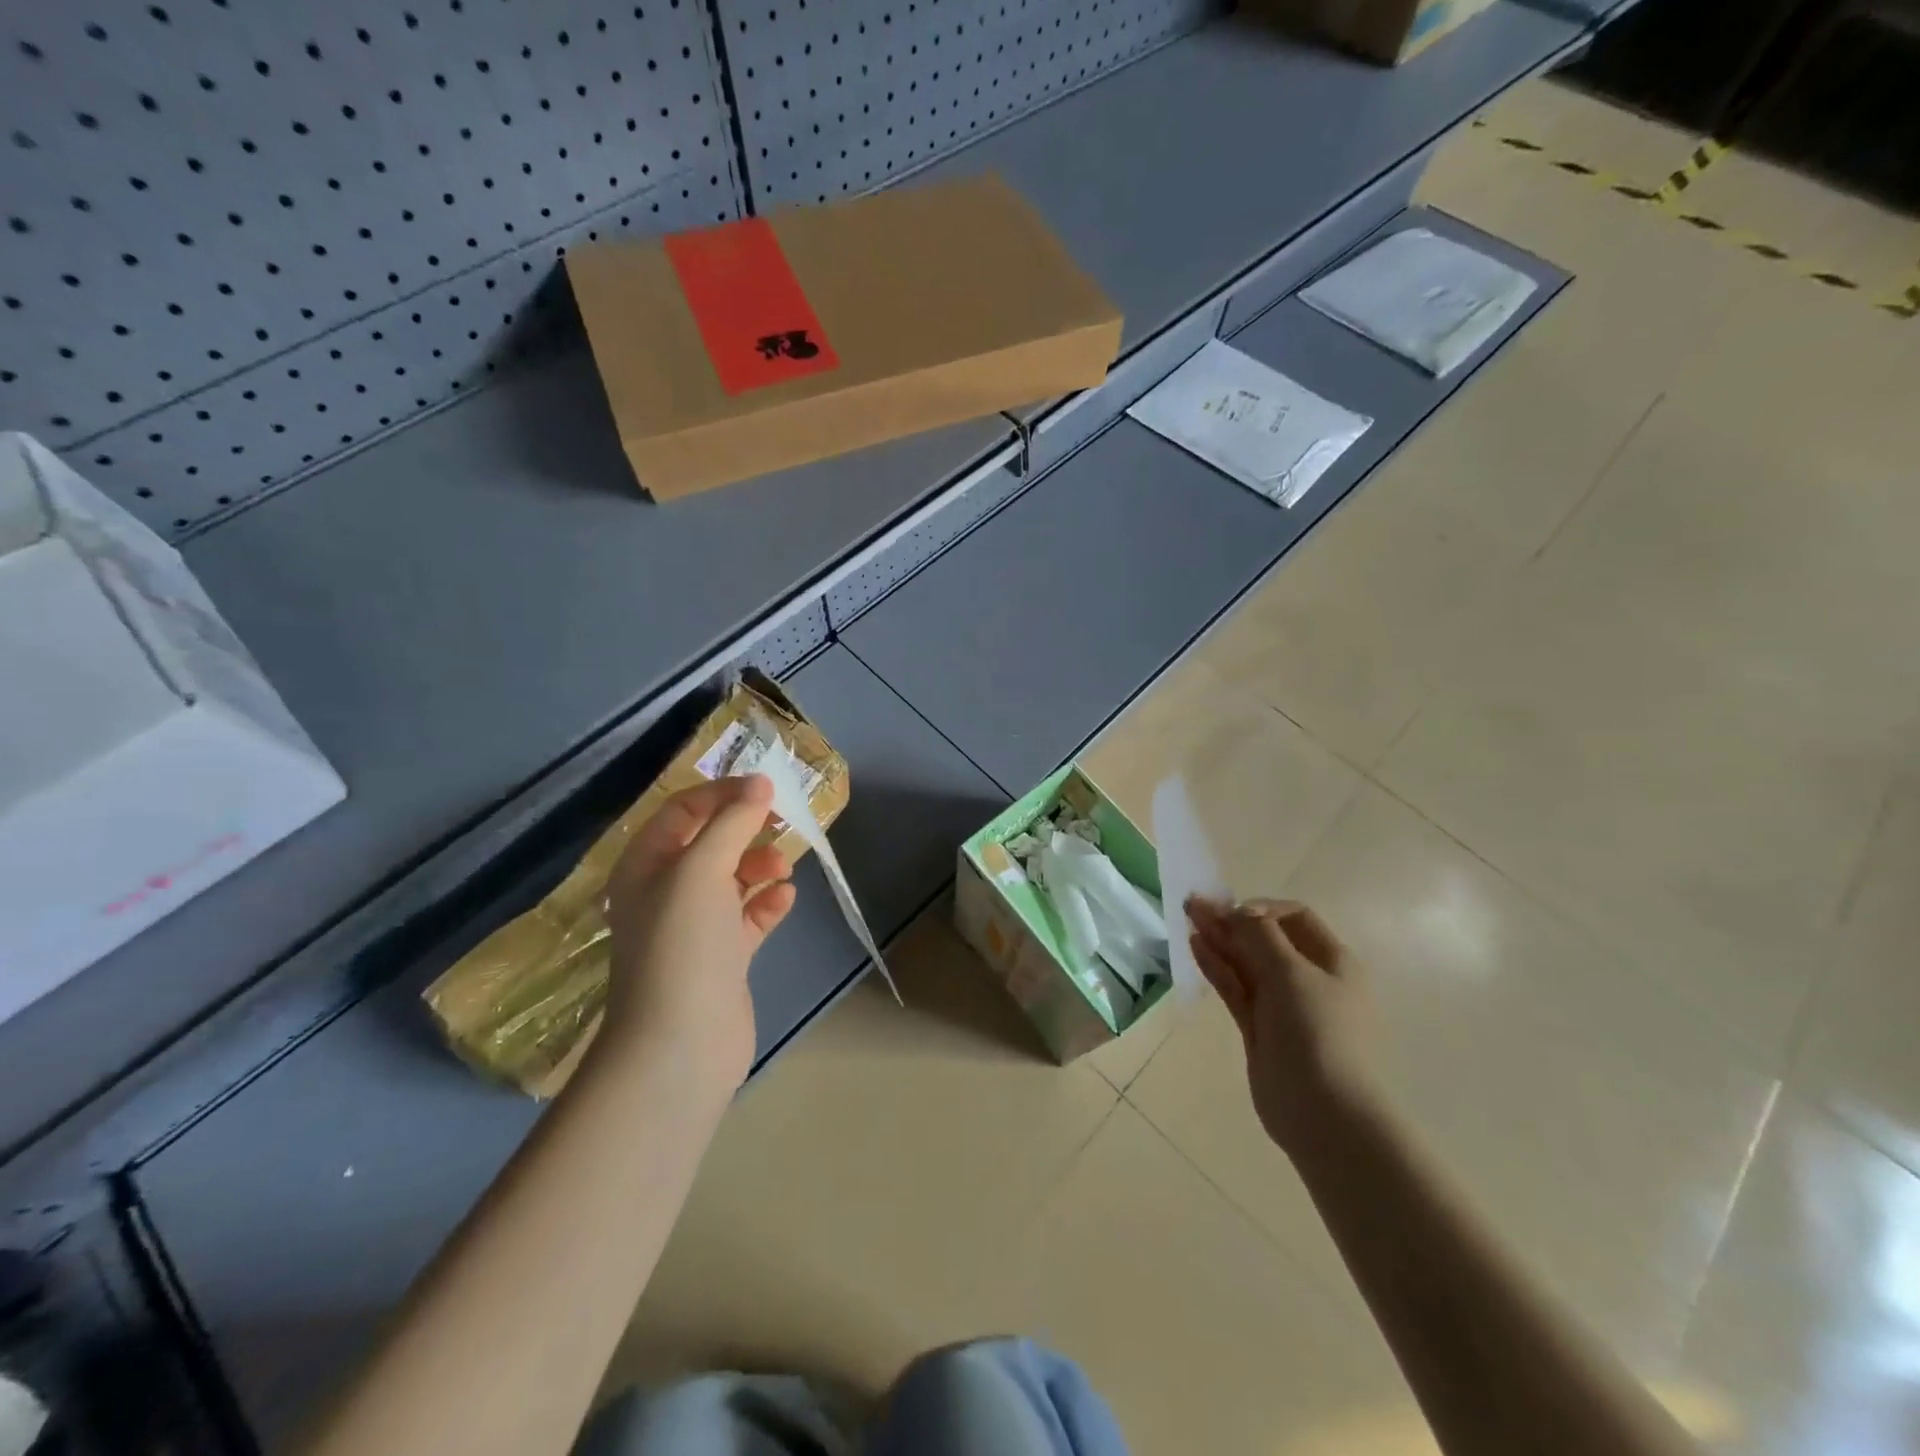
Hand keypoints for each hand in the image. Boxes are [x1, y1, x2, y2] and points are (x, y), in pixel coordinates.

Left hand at [601, 776, 795, 1094]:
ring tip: (782, 869)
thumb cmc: (682, 945)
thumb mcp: (701, 870)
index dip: (722, 793)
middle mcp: (665, 892)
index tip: (766, 788)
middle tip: (782, 824)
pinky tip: (785, 899)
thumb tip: (760, 782)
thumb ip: (732, 822)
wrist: (679, 1046)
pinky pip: (748, 916)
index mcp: (645, 866)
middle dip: (745, 829)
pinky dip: (767, 903)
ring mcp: (694, 927)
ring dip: (759, 866)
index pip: (682, 810)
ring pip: (732, 879)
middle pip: (709, 842)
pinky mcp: (722, 957)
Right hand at [1186, 897, 1375, 1159]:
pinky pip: (1236, 988)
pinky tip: (1196, 947)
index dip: (1262, 908)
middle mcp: (1309, 979)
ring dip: (1220, 940)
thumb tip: (1236, 910)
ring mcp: (1283, 1005)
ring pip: (1247, 963)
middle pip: (1266, 939)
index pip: (1295, 918)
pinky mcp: (1260, 1028)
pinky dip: (1217, 966)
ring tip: (1188, 919)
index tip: (1233, 911)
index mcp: (1333, 961)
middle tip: (1194, 906)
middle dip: (1232, 921)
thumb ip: (1259, 935)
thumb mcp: (1291, 973)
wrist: (1324, 1113)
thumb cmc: (1317, 1032)